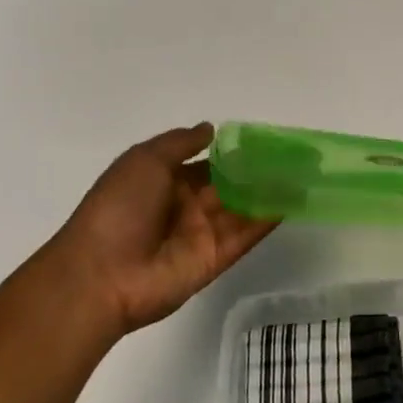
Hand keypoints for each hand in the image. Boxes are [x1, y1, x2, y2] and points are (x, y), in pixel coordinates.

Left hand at [16, 124, 276, 342]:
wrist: (100, 274)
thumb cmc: (118, 208)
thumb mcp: (143, 160)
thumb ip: (180, 143)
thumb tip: (212, 129)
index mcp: (166, 181)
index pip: (209, 164)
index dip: (235, 153)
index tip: (267, 141)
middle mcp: (187, 206)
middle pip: (230, 185)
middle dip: (259, 172)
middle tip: (295, 156)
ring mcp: (201, 234)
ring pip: (243, 209)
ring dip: (269, 193)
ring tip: (302, 175)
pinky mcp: (214, 259)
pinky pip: (244, 236)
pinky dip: (266, 220)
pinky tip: (291, 202)